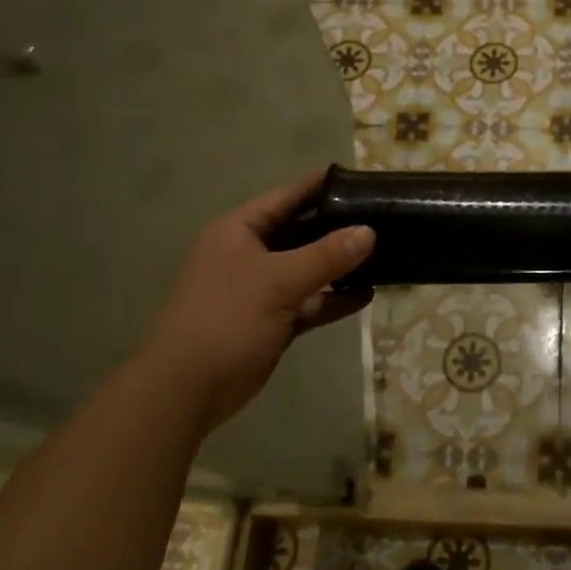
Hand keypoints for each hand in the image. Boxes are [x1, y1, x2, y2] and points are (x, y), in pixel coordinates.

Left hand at [136, 171, 374, 419]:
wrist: (187, 389)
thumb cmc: (227, 319)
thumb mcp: (279, 281)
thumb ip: (326, 255)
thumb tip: (369, 232)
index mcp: (240, 230)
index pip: (287, 197)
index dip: (322, 186)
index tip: (361, 180)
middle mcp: (249, 253)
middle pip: (301, 231)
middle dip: (338, 227)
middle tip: (382, 218)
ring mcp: (260, 288)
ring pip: (307, 268)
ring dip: (339, 266)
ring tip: (383, 255)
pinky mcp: (272, 320)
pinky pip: (309, 301)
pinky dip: (333, 298)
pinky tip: (365, 295)